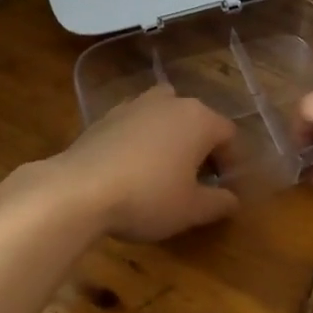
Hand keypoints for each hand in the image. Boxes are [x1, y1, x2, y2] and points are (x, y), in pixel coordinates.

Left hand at [53, 85, 239, 241]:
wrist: (79, 189)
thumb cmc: (147, 197)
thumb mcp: (190, 210)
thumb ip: (218, 203)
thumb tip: (233, 200)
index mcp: (200, 119)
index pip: (228, 135)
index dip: (230, 161)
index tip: (222, 187)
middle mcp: (172, 102)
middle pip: (198, 119)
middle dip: (201, 146)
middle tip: (196, 179)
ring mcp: (137, 104)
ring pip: (165, 113)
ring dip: (170, 135)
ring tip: (163, 166)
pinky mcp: (108, 114)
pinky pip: (136, 122)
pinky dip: (141, 137)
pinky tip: (131, 165)